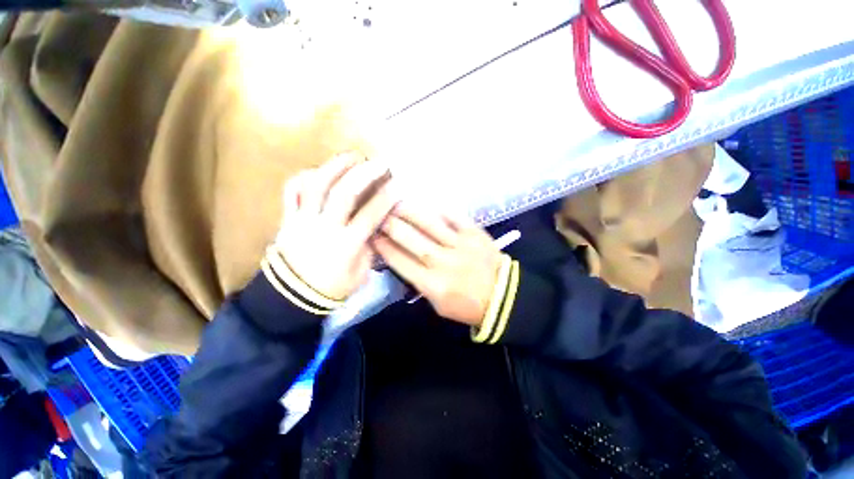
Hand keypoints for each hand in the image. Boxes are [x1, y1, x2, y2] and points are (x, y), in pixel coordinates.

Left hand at [274, 153, 394, 300]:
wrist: (291, 297)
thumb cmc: (332, 288)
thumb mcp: (361, 274)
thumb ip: (369, 249)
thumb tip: (375, 227)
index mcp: (345, 245)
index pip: (370, 216)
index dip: (385, 198)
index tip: (397, 185)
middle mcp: (324, 228)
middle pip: (344, 194)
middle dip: (364, 174)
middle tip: (378, 162)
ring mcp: (303, 221)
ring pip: (316, 186)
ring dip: (335, 167)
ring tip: (351, 155)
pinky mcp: (287, 219)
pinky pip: (291, 192)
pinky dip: (304, 177)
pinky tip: (319, 170)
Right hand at [372, 204, 502, 325]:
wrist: (503, 296)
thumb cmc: (466, 305)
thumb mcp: (437, 303)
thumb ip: (418, 281)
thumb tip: (401, 258)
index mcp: (432, 284)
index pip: (400, 261)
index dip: (383, 246)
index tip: (372, 235)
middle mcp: (443, 262)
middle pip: (411, 239)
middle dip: (391, 225)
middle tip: (378, 214)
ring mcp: (461, 245)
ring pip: (429, 224)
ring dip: (409, 211)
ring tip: (395, 202)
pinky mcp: (475, 233)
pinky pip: (453, 216)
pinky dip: (438, 209)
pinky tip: (426, 203)